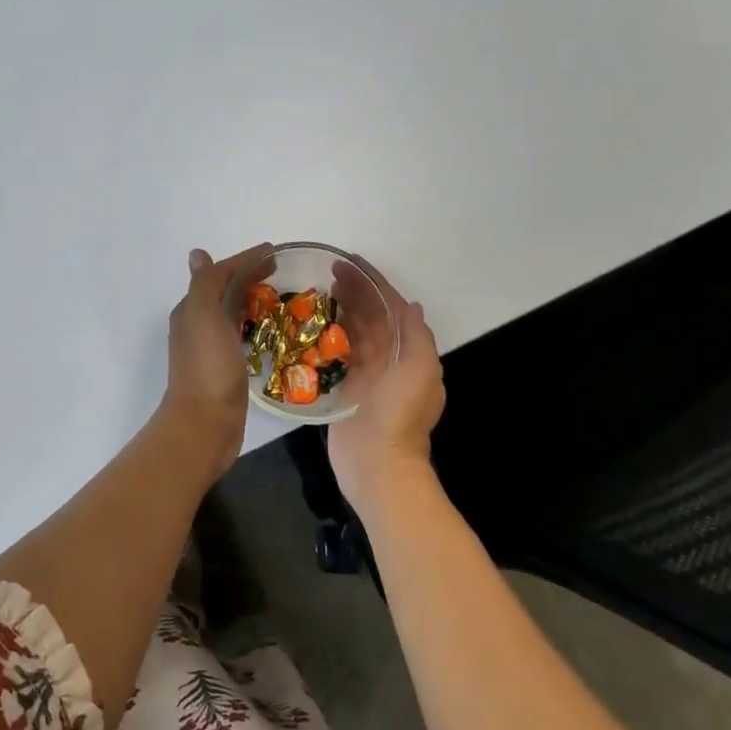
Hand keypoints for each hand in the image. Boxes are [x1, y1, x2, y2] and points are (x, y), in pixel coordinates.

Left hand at [162, 243, 273, 476]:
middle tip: (281, 271)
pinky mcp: (225, 369)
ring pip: (232, 314)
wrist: (204, 424)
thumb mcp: (203, 315)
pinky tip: (270, 331)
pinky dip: (254, 326)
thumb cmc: (207, 366)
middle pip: (225, 292)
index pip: (219, 274)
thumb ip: (204, 284)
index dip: (244, 260)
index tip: (275, 252)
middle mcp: (197, 326)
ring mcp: (210, 349)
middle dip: (249, 277)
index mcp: (191, 310)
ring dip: (252, 300)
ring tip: (280, 296)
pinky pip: (240, 337)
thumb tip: (197, 253)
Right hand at [328, 268, 445, 517]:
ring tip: (320, 289)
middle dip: (355, 292)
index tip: (351, 263)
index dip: (374, 284)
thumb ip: (417, 337)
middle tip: (329, 271)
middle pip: (372, 317)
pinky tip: (311, 324)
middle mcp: (391, 360)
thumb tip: (410, 305)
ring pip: (354, 332)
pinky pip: (338, 354)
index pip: (392, 308)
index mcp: (410, 354)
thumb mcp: (419, 372)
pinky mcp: (345, 389)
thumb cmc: (399, 416)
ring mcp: (367, 375)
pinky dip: (329, 335)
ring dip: (341, 309)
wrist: (378, 466)